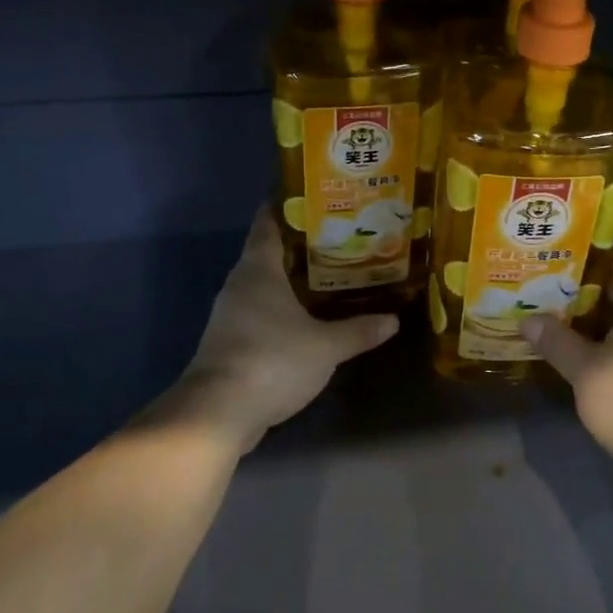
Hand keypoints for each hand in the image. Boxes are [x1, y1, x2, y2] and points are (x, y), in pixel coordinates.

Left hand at [166, 209, 398, 447]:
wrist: (218, 413)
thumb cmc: (272, 361)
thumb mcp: (326, 346)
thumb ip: (358, 330)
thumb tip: (393, 320)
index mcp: (258, 270)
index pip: (269, 223)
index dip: (289, 207)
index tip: (317, 199)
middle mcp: (240, 285)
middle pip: (269, 253)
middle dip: (302, 246)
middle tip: (341, 239)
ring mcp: (231, 315)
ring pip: (266, 285)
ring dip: (293, 280)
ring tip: (332, 275)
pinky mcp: (231, 343)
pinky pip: (262, 313)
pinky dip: (284, 309)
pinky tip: (310, 318)